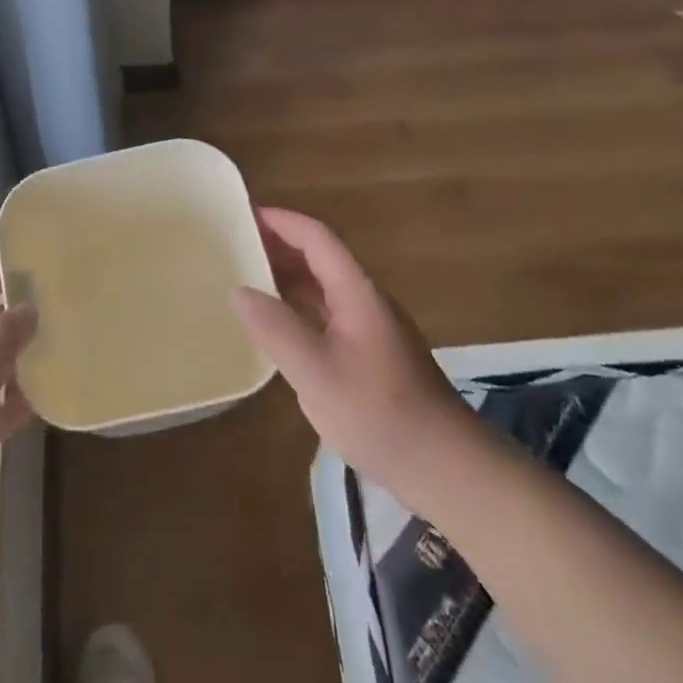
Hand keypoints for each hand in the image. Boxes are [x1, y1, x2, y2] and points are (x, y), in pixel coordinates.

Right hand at [232, 208, 467, 490]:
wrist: (447, 467)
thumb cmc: (379, 413)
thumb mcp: (316, 371)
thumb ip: (275, 327)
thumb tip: (239, 290)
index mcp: (357, 293)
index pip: (317, 238)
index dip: (281, 221)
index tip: (243, 215)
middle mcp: (366, 301)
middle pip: (321, 258)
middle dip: (279, 246)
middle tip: (235, 246)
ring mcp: (372, 329)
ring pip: (325, 288)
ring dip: (288, 278)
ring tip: (247, 279)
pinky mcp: (373, 355)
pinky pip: (329, 315)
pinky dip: (299, 308)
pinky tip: (278, 327)